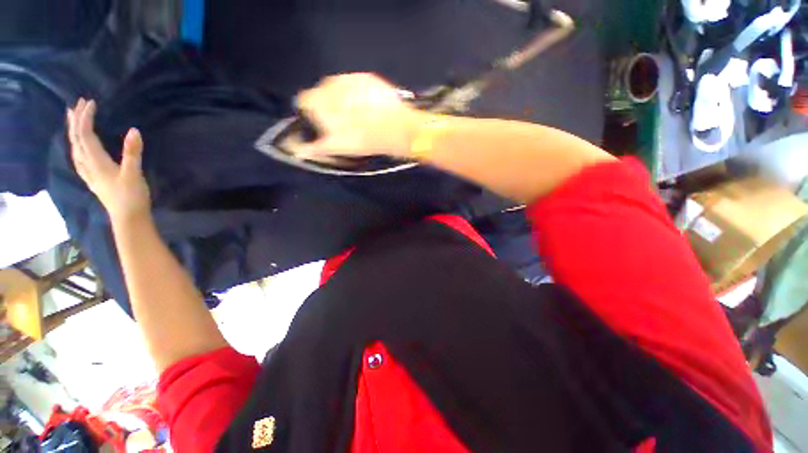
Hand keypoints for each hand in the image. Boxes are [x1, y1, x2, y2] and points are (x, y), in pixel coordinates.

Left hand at [67, 98, 150, 223]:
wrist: (128, 219)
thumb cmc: (131, 196)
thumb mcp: (134, 174)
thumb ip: (133, 152)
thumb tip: (134, 130)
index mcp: (96, 161)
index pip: (85, 134)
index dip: (86, 117)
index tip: (91, 102)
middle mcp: (87, 165)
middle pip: (76, 139)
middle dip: (76, 121)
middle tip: (77, 104)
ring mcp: (89, 173)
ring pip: (75, 148)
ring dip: (74, 132)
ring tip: (74, 120)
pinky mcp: (94, 179)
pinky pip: (79, 158)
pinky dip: (77, 146)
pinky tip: (78, 147)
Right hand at [293, 73, 423, 159]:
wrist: (395, 129)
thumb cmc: (363, 140)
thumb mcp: (338, 147)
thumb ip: (316, 147)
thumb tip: (298, 150)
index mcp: (319, 101)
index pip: (305, 101)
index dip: (312, 113)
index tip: (322, 123)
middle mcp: (331, 84)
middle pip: (322, 93)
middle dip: (329, 105)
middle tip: (344, 122)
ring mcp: (351, 78)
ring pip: (340, 87)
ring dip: (344, 98)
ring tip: (359, 115)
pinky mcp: (368, 77)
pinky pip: (357, 84)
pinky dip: (359, 94)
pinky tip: (369, 107)